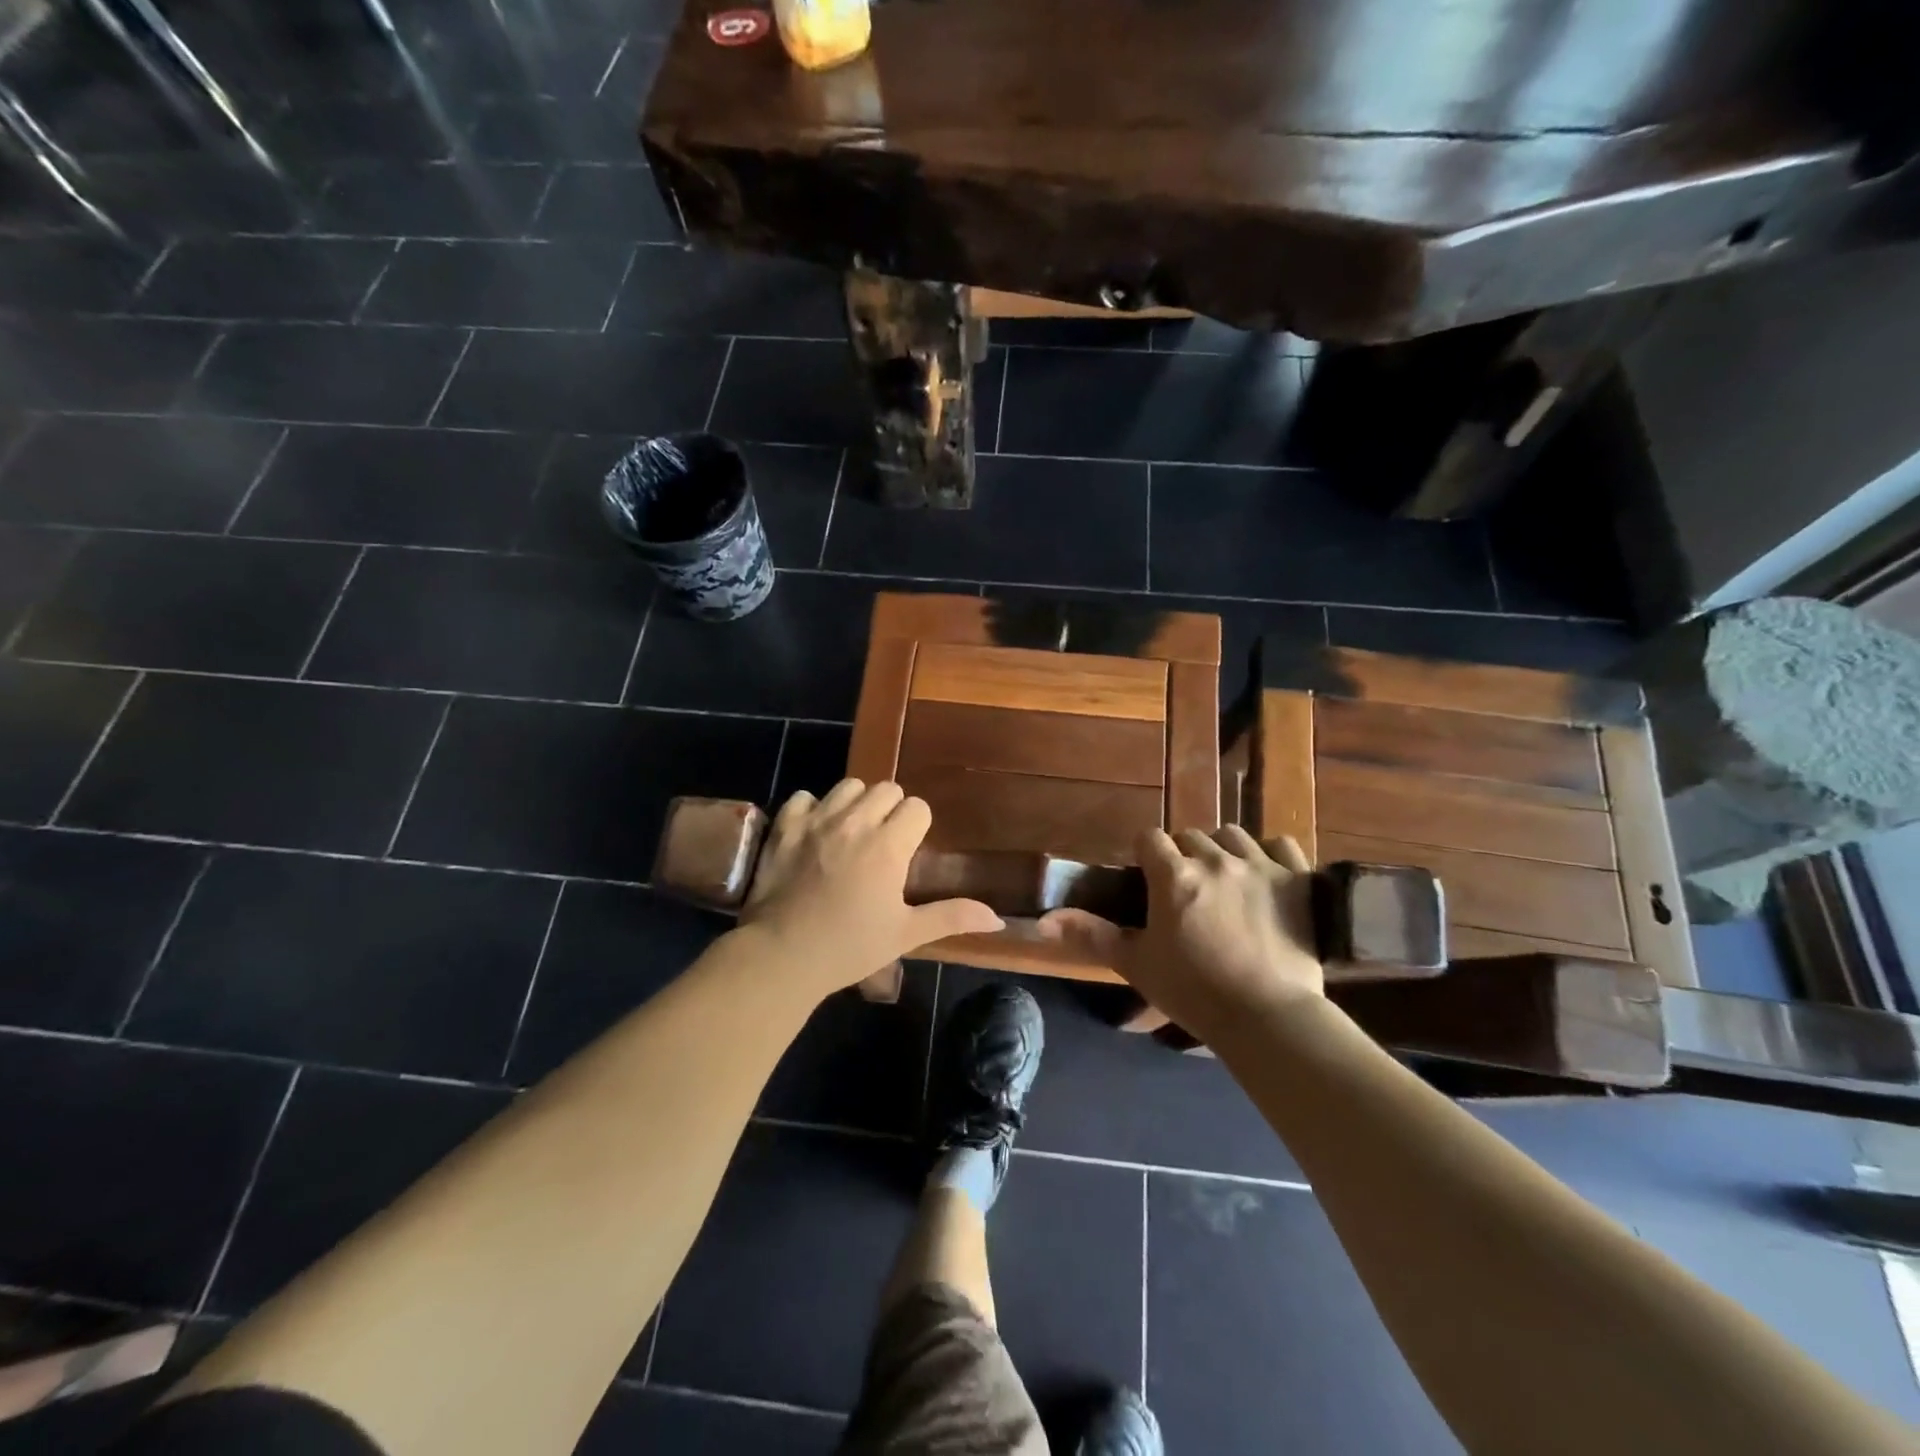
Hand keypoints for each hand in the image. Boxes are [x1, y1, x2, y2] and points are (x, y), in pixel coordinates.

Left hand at [739, 779, 1003, 995]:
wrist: (781, 956)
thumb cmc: (849, 947)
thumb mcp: (906, 935)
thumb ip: (951, 917)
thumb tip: (997, 918)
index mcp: (888, 845)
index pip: (917, 807)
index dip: (917, 826)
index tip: (908, 851)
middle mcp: (855, 822)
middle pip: (886, 789)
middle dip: (890, 810)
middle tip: (883, 843)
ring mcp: (817, 820)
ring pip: (848, 786)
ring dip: (855, 804)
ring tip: (851, 833)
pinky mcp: (785, 826)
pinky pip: (804, 797)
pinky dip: (812, 809)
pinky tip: (814, 833)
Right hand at [1040, 825, 1322, 1040]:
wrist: (1268, 1017)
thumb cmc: (1194, 991)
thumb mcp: (1136, 964)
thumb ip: (1091, 936)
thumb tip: (1043, 921)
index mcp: (1173, 876)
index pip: (1149, 838)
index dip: (1146, 855)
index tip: (1149, 878)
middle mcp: (1215, 860)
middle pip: (1191, 835)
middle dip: (1184, 855)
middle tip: (1187, 890)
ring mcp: (1260, 865)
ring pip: (1233, 835)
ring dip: (1223, 850)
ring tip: (1225, 879)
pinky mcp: (1297, 879)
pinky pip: (1281, 843)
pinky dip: (1270, 854)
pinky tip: (1266, 874)